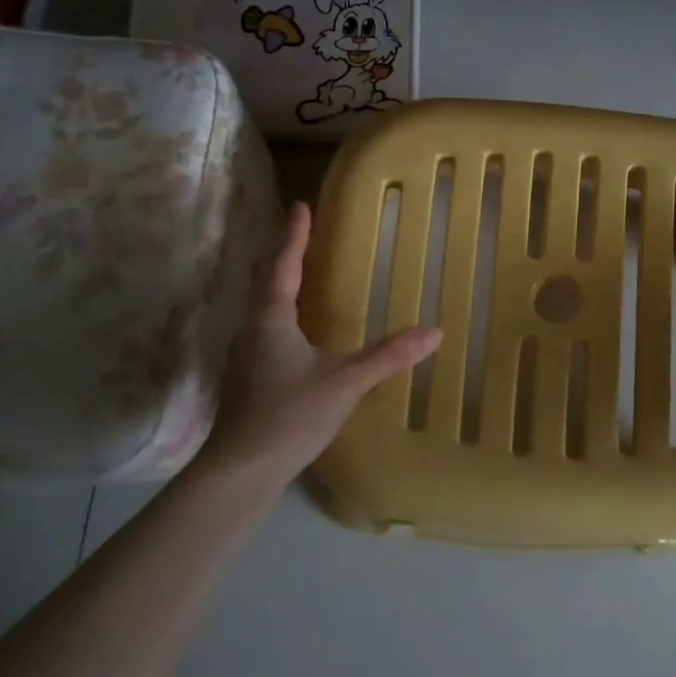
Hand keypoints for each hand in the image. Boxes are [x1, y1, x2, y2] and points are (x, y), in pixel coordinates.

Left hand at [205, 201, 440, 482]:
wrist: (240, 471)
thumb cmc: (289, 416)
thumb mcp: (346, 383)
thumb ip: (389, 356)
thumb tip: (435, 331)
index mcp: (271, 320)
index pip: (284, 265)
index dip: (294, 235)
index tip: (301, 205)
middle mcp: (250, 330)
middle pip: (267, 283)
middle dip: (285, 257)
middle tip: (304, 236)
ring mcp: (243, 357)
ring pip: (263, 309)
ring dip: (281, 288)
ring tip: (302, 277)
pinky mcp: (245, 380)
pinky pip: (265, 332)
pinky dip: (281, 317)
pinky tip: (294, 334)